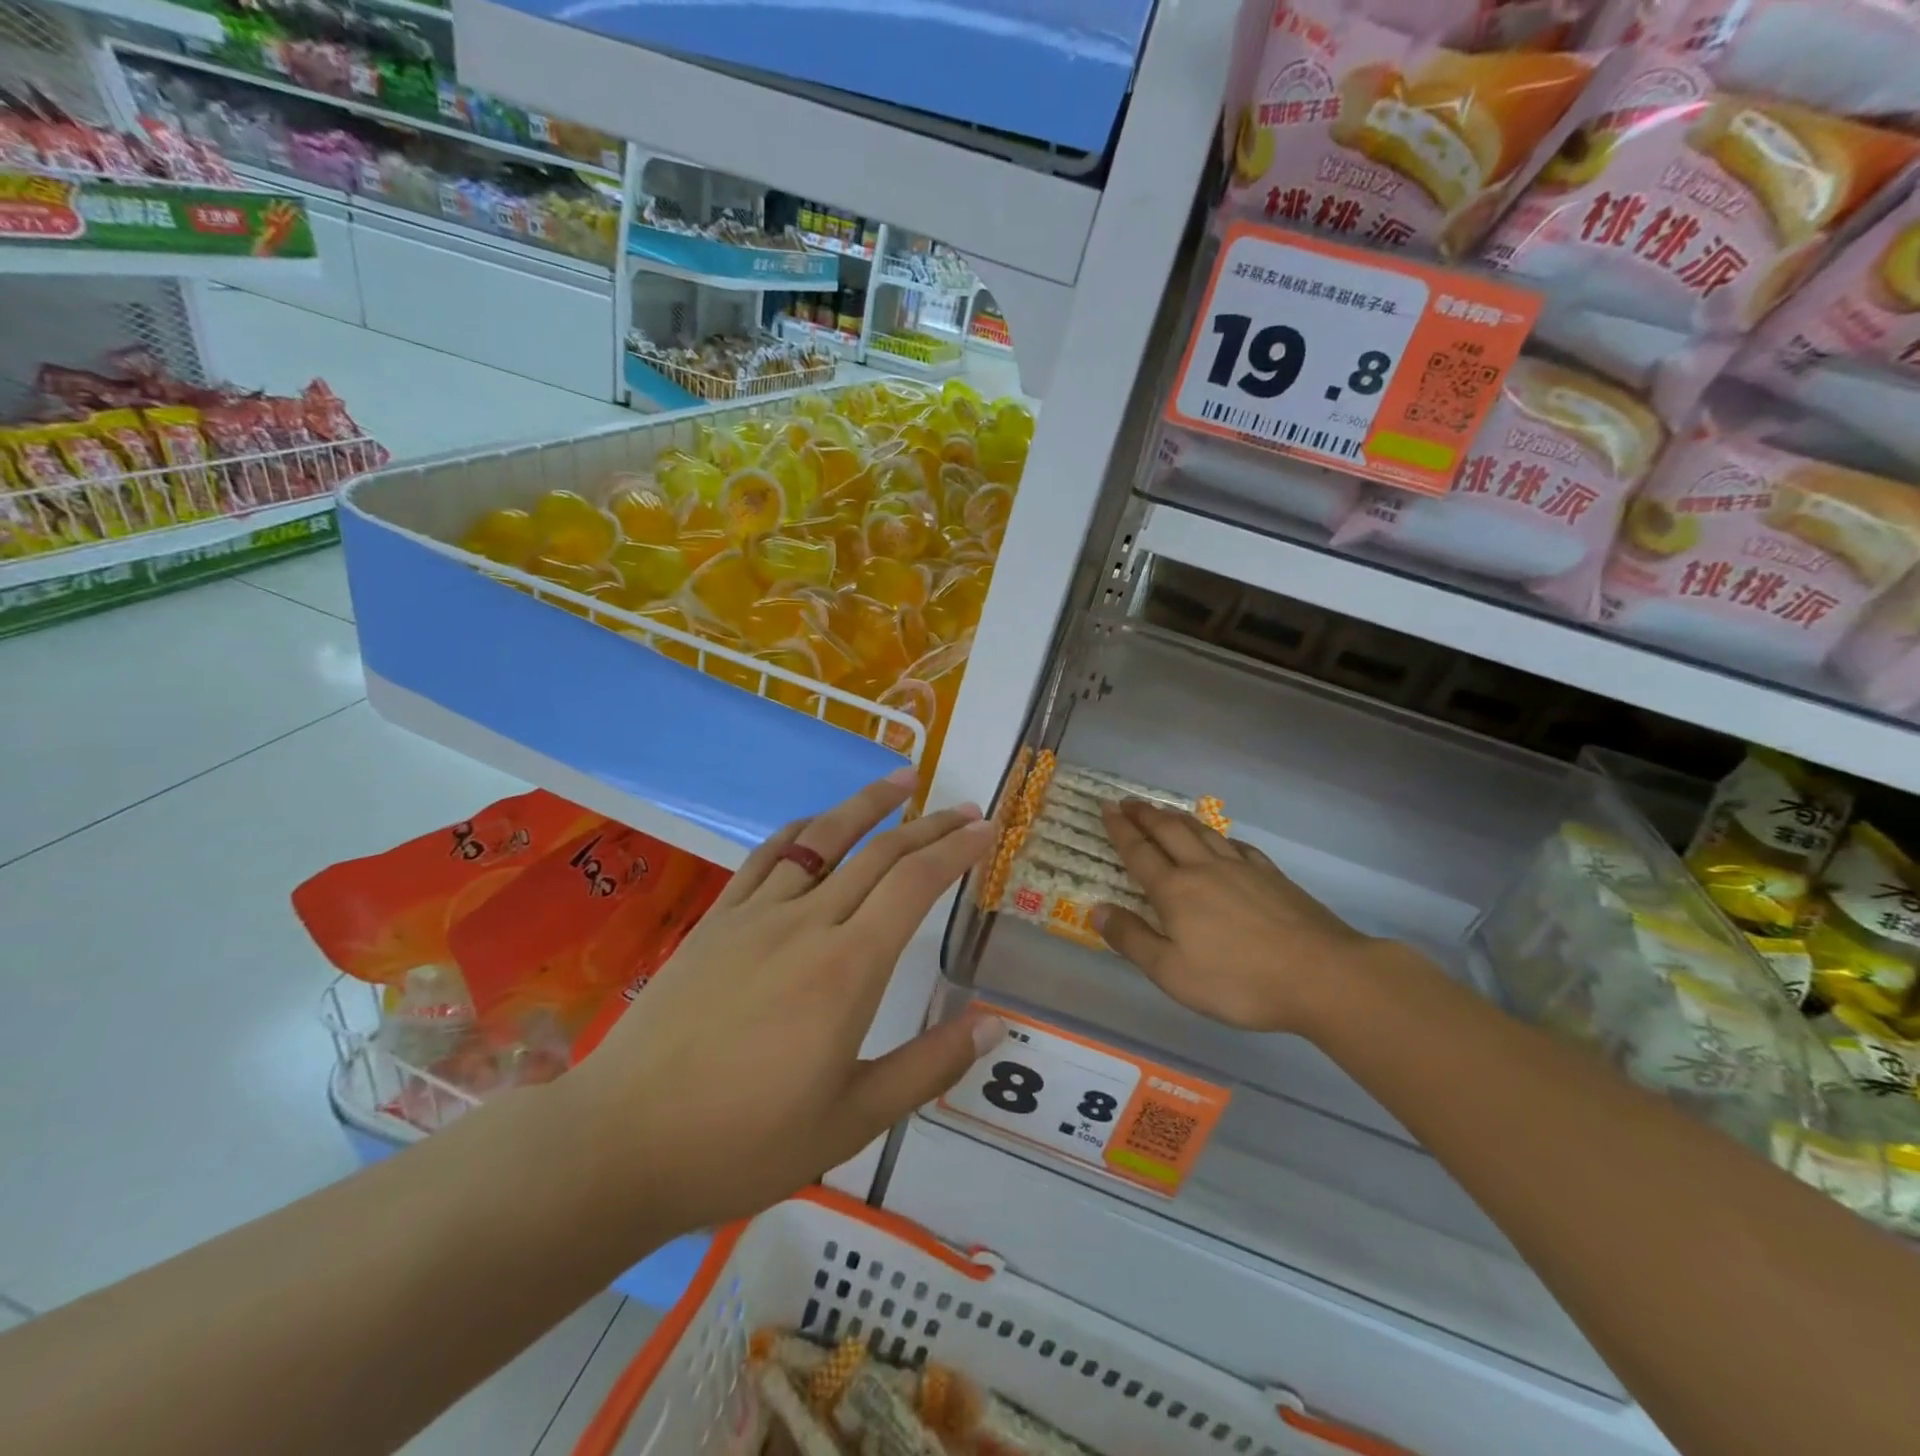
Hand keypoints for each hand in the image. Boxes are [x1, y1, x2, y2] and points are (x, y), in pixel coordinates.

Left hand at [565, 771, 1003, 1237]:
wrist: (622, 1141)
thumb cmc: (745, 1141)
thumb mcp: (852, 1120)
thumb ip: (928, 1067)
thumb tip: (994, 1022)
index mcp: (848, 967)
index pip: (915, 884)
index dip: (956, 849)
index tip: (986, 828)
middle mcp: (807, 922)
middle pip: (879, 853)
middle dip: (929, 825)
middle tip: (965, 808)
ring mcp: (756, 914)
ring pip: (824, 839)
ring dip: (868, 805)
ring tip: (902, 779)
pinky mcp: (716, 920)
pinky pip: (767, 857)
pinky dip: (802, 831)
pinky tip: (816, 825)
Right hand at [1093, 799, 1382, 1035]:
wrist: (1321, 975)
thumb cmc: (1238, 981)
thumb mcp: (1172, 973)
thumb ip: (1132, 939)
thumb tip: (1097, 909)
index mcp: (1175, 891)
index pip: (1138, 852)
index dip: (1120, 829)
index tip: (1106, 808)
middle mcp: (1204, 869)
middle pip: (1169, 832)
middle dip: (1144, 815)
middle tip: (1127, 801)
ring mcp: (1241, 868)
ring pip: (1202, 832)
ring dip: (1177, 818)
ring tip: (1163, 811)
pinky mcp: (1272, 876)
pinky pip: (1237, 846)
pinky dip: (1219, 837)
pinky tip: (1220, 840)